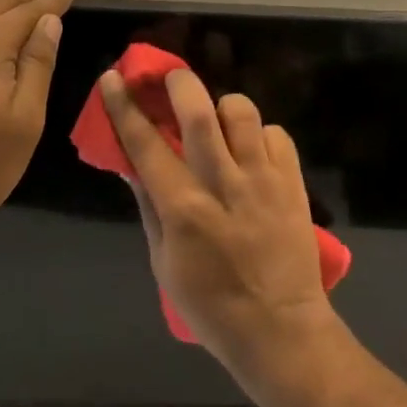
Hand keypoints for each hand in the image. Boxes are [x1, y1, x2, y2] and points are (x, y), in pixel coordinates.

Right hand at [100, 67, 336, 372]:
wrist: (281, 330)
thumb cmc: (211, 305)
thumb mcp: (164, 263)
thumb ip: (148, 207)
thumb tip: (130, 164)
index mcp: (184, 208)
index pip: (146, 144)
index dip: (124, 106)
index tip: (113, 77)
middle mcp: (222, 184)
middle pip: (199, 113)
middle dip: (180, 84)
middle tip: (171, 77)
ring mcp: (263, 180)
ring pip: (242, 113)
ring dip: (224, 107)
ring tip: (219, 122)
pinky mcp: (293, 183)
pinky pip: (276, 134)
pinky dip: (260, 134)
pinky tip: (253, 153)